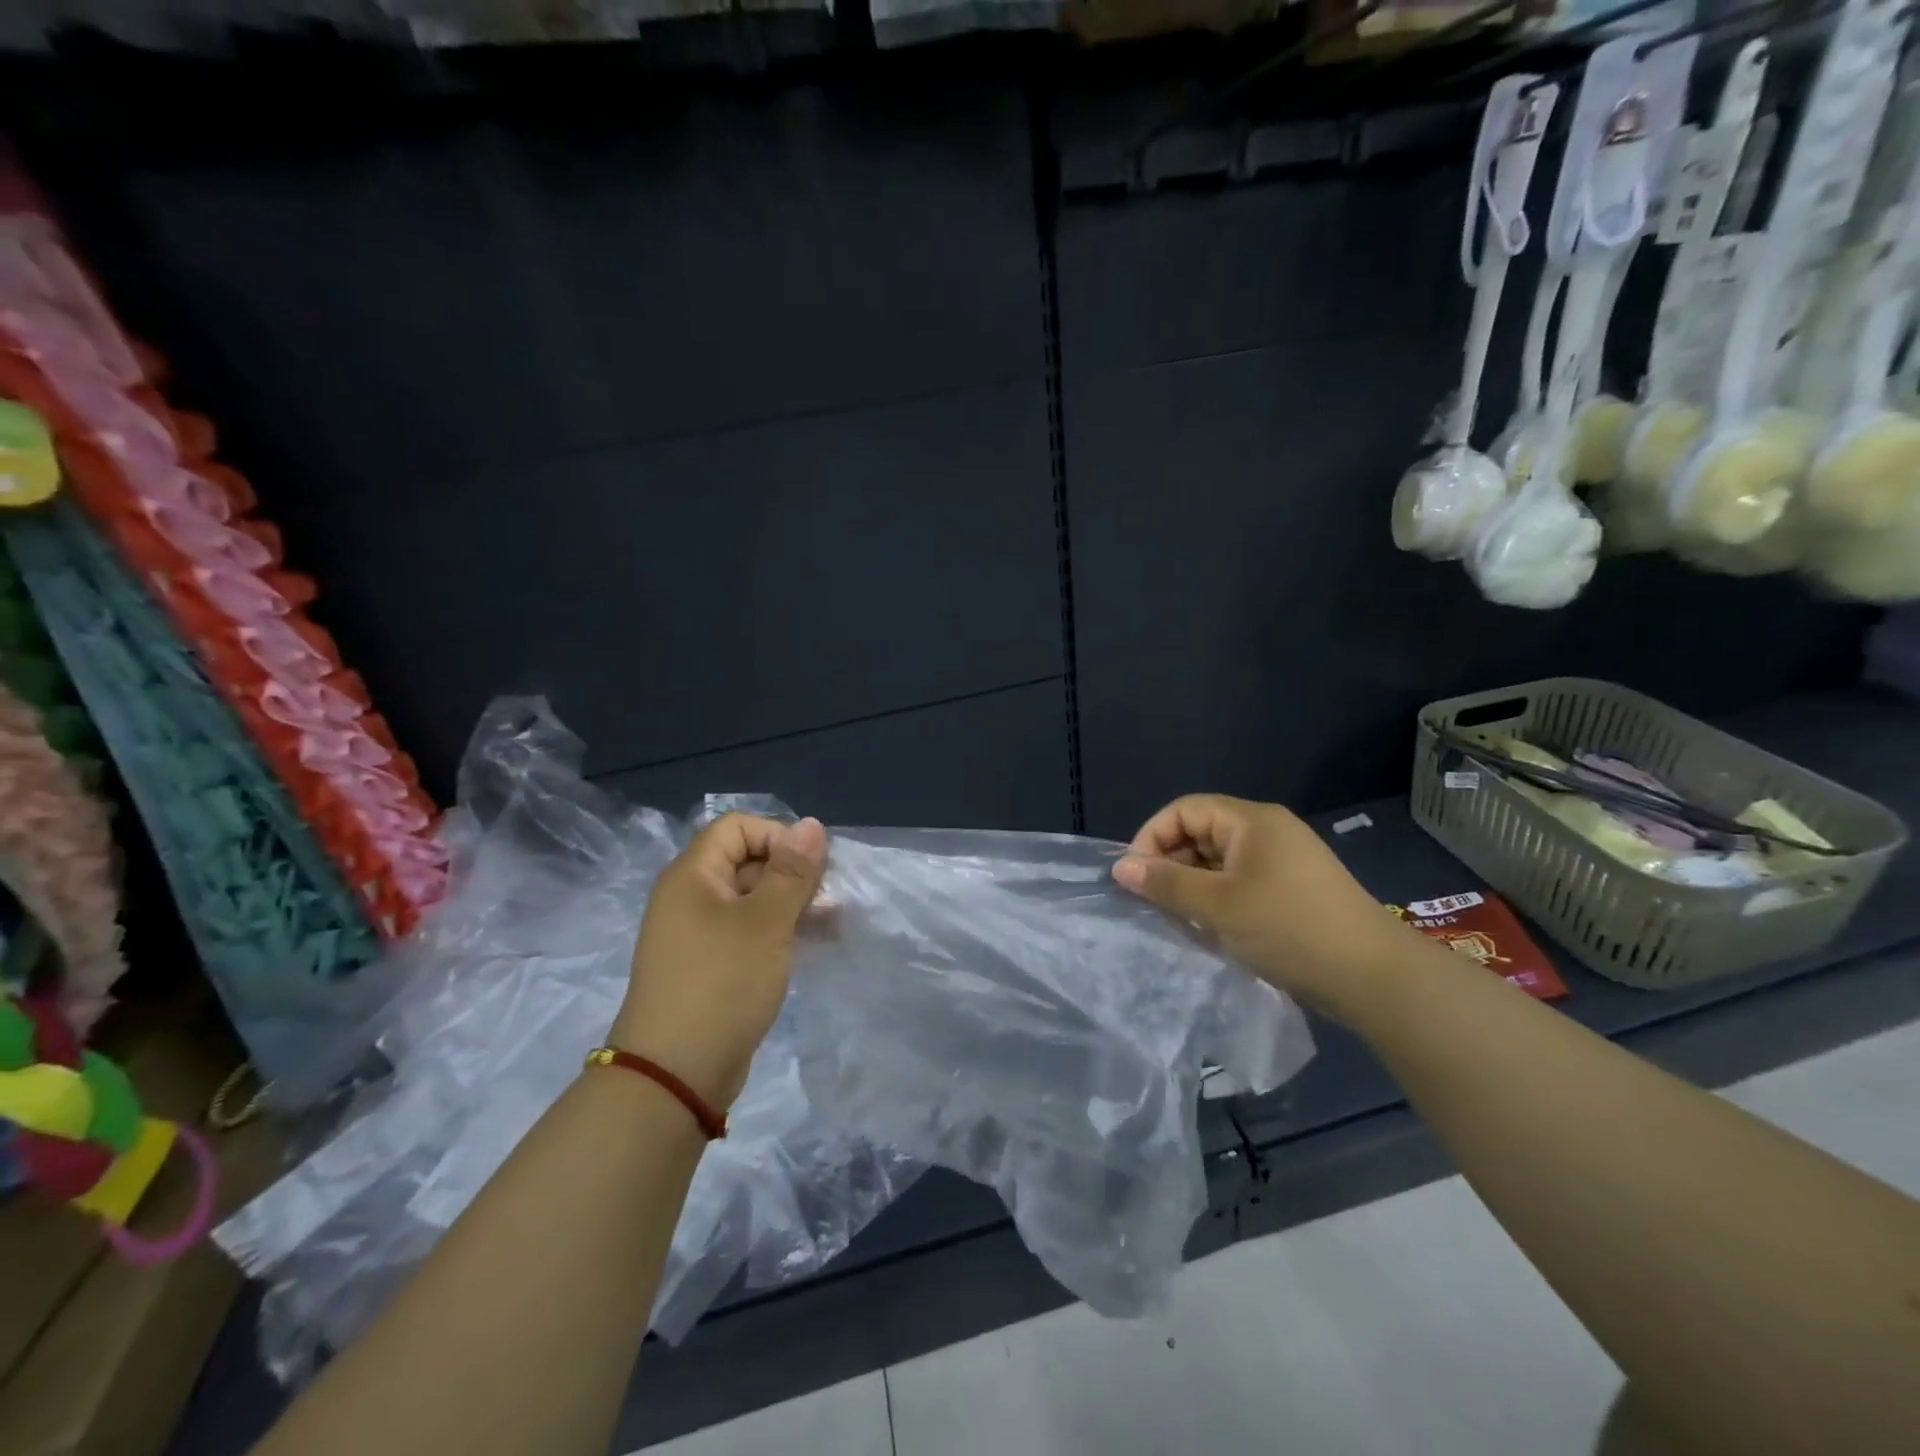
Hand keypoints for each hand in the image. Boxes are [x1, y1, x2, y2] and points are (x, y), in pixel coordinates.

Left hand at [612, 814, 827, 1110]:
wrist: (675, 1075)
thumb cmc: (722, 984)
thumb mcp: (766, 922)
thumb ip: (792, 871)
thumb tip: (812, 823)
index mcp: (693, 875)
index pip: (738, 827)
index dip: (777, 837)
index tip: (810, 868)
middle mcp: (691, 897)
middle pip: (747, 861)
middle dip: (793, 874)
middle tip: (829, 900)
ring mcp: (699, 934)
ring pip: (753, 899)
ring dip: (793, 904)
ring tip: (833, 924)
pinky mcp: (711, 966)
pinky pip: (748, 932)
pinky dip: (779, 931)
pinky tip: (812, 945)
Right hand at [1112, 794, 1424, 1023]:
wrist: (1373, 976)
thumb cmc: (1288, 928)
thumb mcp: (1217, 906)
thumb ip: (1166, 883)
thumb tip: (1120, 867)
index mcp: (1251, 821)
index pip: (1185, 810)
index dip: (1152, 836)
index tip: (1134, 875)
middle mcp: (1267, 832)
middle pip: (1202, 832)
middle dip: (1171, 863)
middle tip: (1152, 901)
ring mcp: (1283, 862)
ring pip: (1220, 861)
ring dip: (1192, 885)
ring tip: (1176, 918)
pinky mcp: (1293, 891)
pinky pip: (1240, 882)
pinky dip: (1217, 899)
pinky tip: (1208, 929)